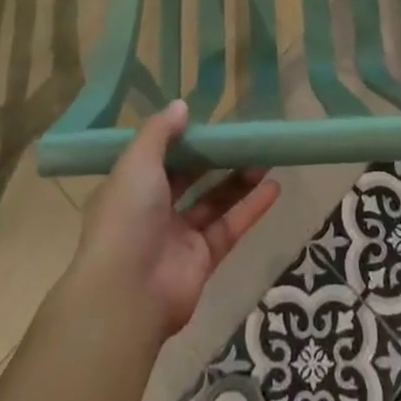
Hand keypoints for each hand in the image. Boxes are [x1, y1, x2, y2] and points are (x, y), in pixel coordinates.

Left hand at [67, 100, 280, 339]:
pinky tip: (274, 187)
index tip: (208, 123)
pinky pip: (229, 228)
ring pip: (213, 201)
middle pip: (189, 178)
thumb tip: (181, 105)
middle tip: (244, 137)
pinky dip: (251, 208)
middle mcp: (152, 211)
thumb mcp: (137, 161)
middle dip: (216, 158)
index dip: (182, 140)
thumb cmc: (127, 217)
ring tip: (266, 156)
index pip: (158, 157)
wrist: (126, 295)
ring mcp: (177, 237)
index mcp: (129, 187)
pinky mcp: (202, 261)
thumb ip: (160, 131)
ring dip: (239, 179)